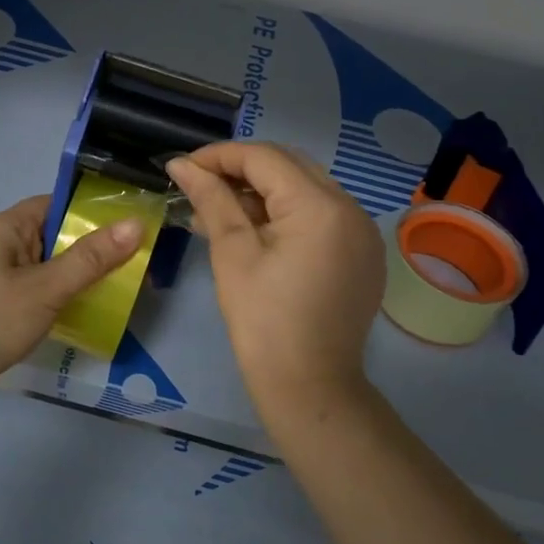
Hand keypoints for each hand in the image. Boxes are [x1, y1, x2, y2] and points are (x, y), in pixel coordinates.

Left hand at [0, 195, 144, 418]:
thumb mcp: (47, 286)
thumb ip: (91, 258)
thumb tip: (136, 224)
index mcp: (5, 228)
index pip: (55, 204)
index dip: (92, 212)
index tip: (132, 225)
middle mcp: (0, 247)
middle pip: (55, 237)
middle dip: (94, 249)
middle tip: (138, 260)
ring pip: (50, 268)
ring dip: (80, 277)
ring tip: (123, 287)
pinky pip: (40, 293)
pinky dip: (63, 298)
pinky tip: (90, 311)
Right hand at [167, 143, 382, 420]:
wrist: (310, 387)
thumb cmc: (263, 322)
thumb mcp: (232, 254)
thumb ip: (211, 200)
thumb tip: (181, 165)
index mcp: (320, 206)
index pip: (265, 158)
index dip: (219, 156)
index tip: (181, 168)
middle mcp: (351, 208)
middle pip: (289, 166)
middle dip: (241, 170)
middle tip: (198, 186)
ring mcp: (362, 232)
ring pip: (305, 189)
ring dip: (262, 192)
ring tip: (217, 211)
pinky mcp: (362, 254)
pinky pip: (321, 216)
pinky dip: (286, 214)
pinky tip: (253, 231)